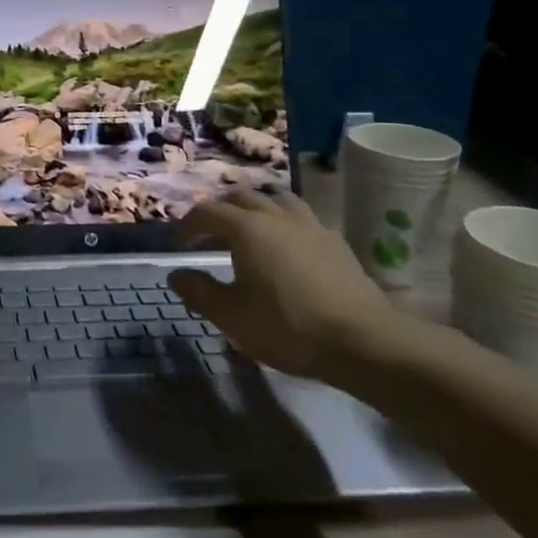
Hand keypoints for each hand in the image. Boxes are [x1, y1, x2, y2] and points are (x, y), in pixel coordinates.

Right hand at [167, 189, 398, 384]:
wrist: (362, 340)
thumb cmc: (288, 327)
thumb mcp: (232, 317)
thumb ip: (199, 292)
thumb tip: (175, 275)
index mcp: (248, 229)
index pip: (208, 212)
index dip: (188, 225)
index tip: (178, 244)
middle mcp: (278, 217)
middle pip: (242, 197)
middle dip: (220, 210)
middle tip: (208, 233)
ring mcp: (311, 226)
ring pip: (277, 199)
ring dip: (255, 208)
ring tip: (248, 229)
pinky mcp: (335, 242)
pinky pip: (301, 218)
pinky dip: (283, 222)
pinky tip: (286, 247)